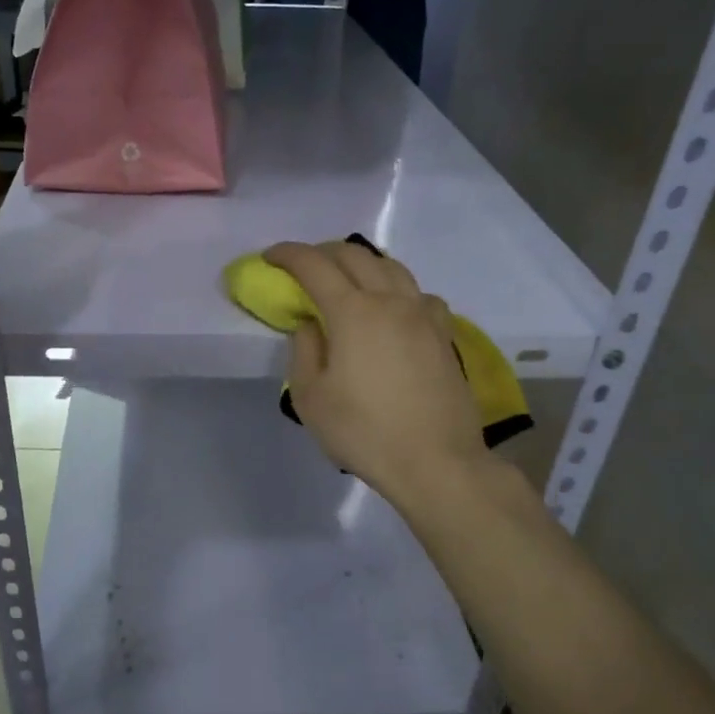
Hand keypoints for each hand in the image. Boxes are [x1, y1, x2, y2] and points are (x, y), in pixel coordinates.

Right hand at [265, 240, 494, 509]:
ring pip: (391, 266)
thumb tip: (310, 324)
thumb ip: (304, 351)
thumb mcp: (310, 398)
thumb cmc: (363, 432)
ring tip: (346, 278)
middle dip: (323, 252)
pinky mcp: (444, 334)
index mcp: (352, 312)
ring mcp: (423, 314)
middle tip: (304, 266)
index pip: (314, 265)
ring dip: (361, 262)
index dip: (288, 254)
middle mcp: (390, 301)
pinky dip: (396, 288)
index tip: (271, 257)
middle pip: (355, 255)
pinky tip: (393, 308)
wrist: (435, 461)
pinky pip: (418, 293)